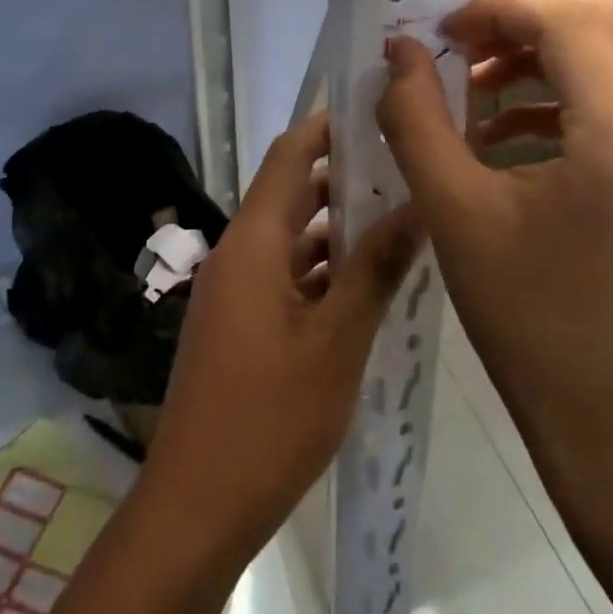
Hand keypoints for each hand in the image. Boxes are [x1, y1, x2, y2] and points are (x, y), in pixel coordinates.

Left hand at [142, 114, 421, 551]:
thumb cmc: (268, 418)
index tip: (375, 108)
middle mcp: (239, 253)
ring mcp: (236, 290)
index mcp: (253, 242)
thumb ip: (375, 270)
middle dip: (344, 176)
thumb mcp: (336, 342)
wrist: (196, 505)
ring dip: (337, 226)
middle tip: (406, 164)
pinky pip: (285, 275)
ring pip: (292, 237)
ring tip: (401, 216)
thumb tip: (417, 205)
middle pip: (291, 193)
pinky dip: (323, 269)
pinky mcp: (240, 323)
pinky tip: (369, 282)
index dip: (327, 126)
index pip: (289, 156)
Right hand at [377, 0, 612, 483]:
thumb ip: (416, 119)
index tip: (438, 36)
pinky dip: (567, 94)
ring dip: (544, 55)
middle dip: (523, 23)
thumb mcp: (453, 213)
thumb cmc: (525, 322)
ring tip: (475, 93)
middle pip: (605, 21)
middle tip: (458, 53)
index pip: (568, 23)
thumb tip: (397, 51)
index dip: (497, 12)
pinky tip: (510, 132)